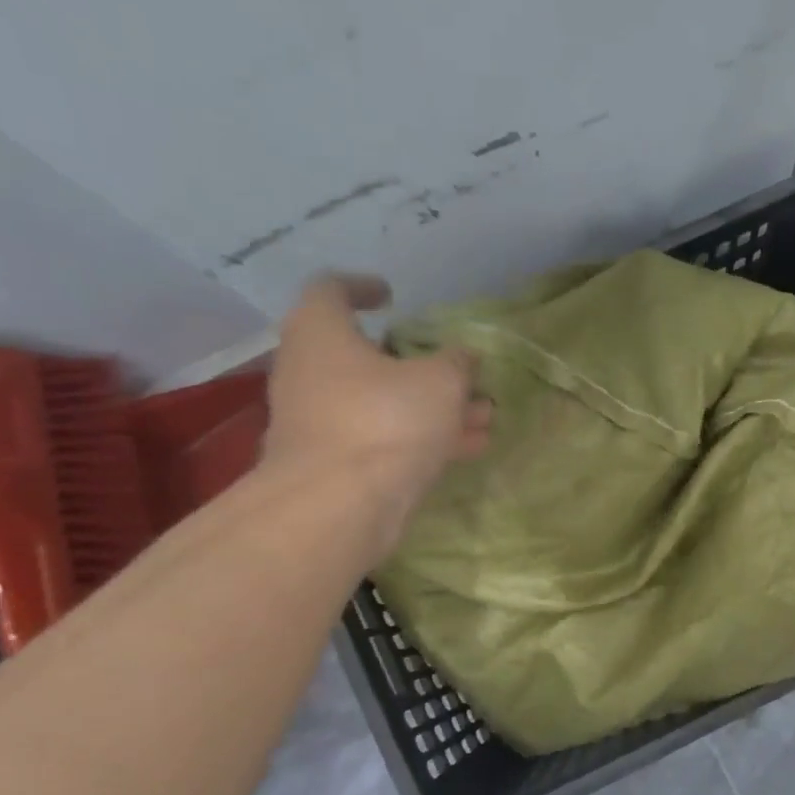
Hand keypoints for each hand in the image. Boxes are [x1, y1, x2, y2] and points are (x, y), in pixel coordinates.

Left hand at [261, 274, 491, 542]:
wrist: (337, 508)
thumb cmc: (385, 422)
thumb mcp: (440, 381)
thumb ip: (456, 362)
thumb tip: (462, 357)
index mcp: (322, 334)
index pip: (331, 290)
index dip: (363, 286)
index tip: (393, 297)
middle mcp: (311, 372)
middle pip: (368, 355)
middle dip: (421, 364)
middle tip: (458, 369)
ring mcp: (321, 421)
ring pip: (384, 402)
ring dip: (433, 406)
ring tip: (483, 414)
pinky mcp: (335, 463)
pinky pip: (385, 438)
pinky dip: (422, 437)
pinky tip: (470, 447)